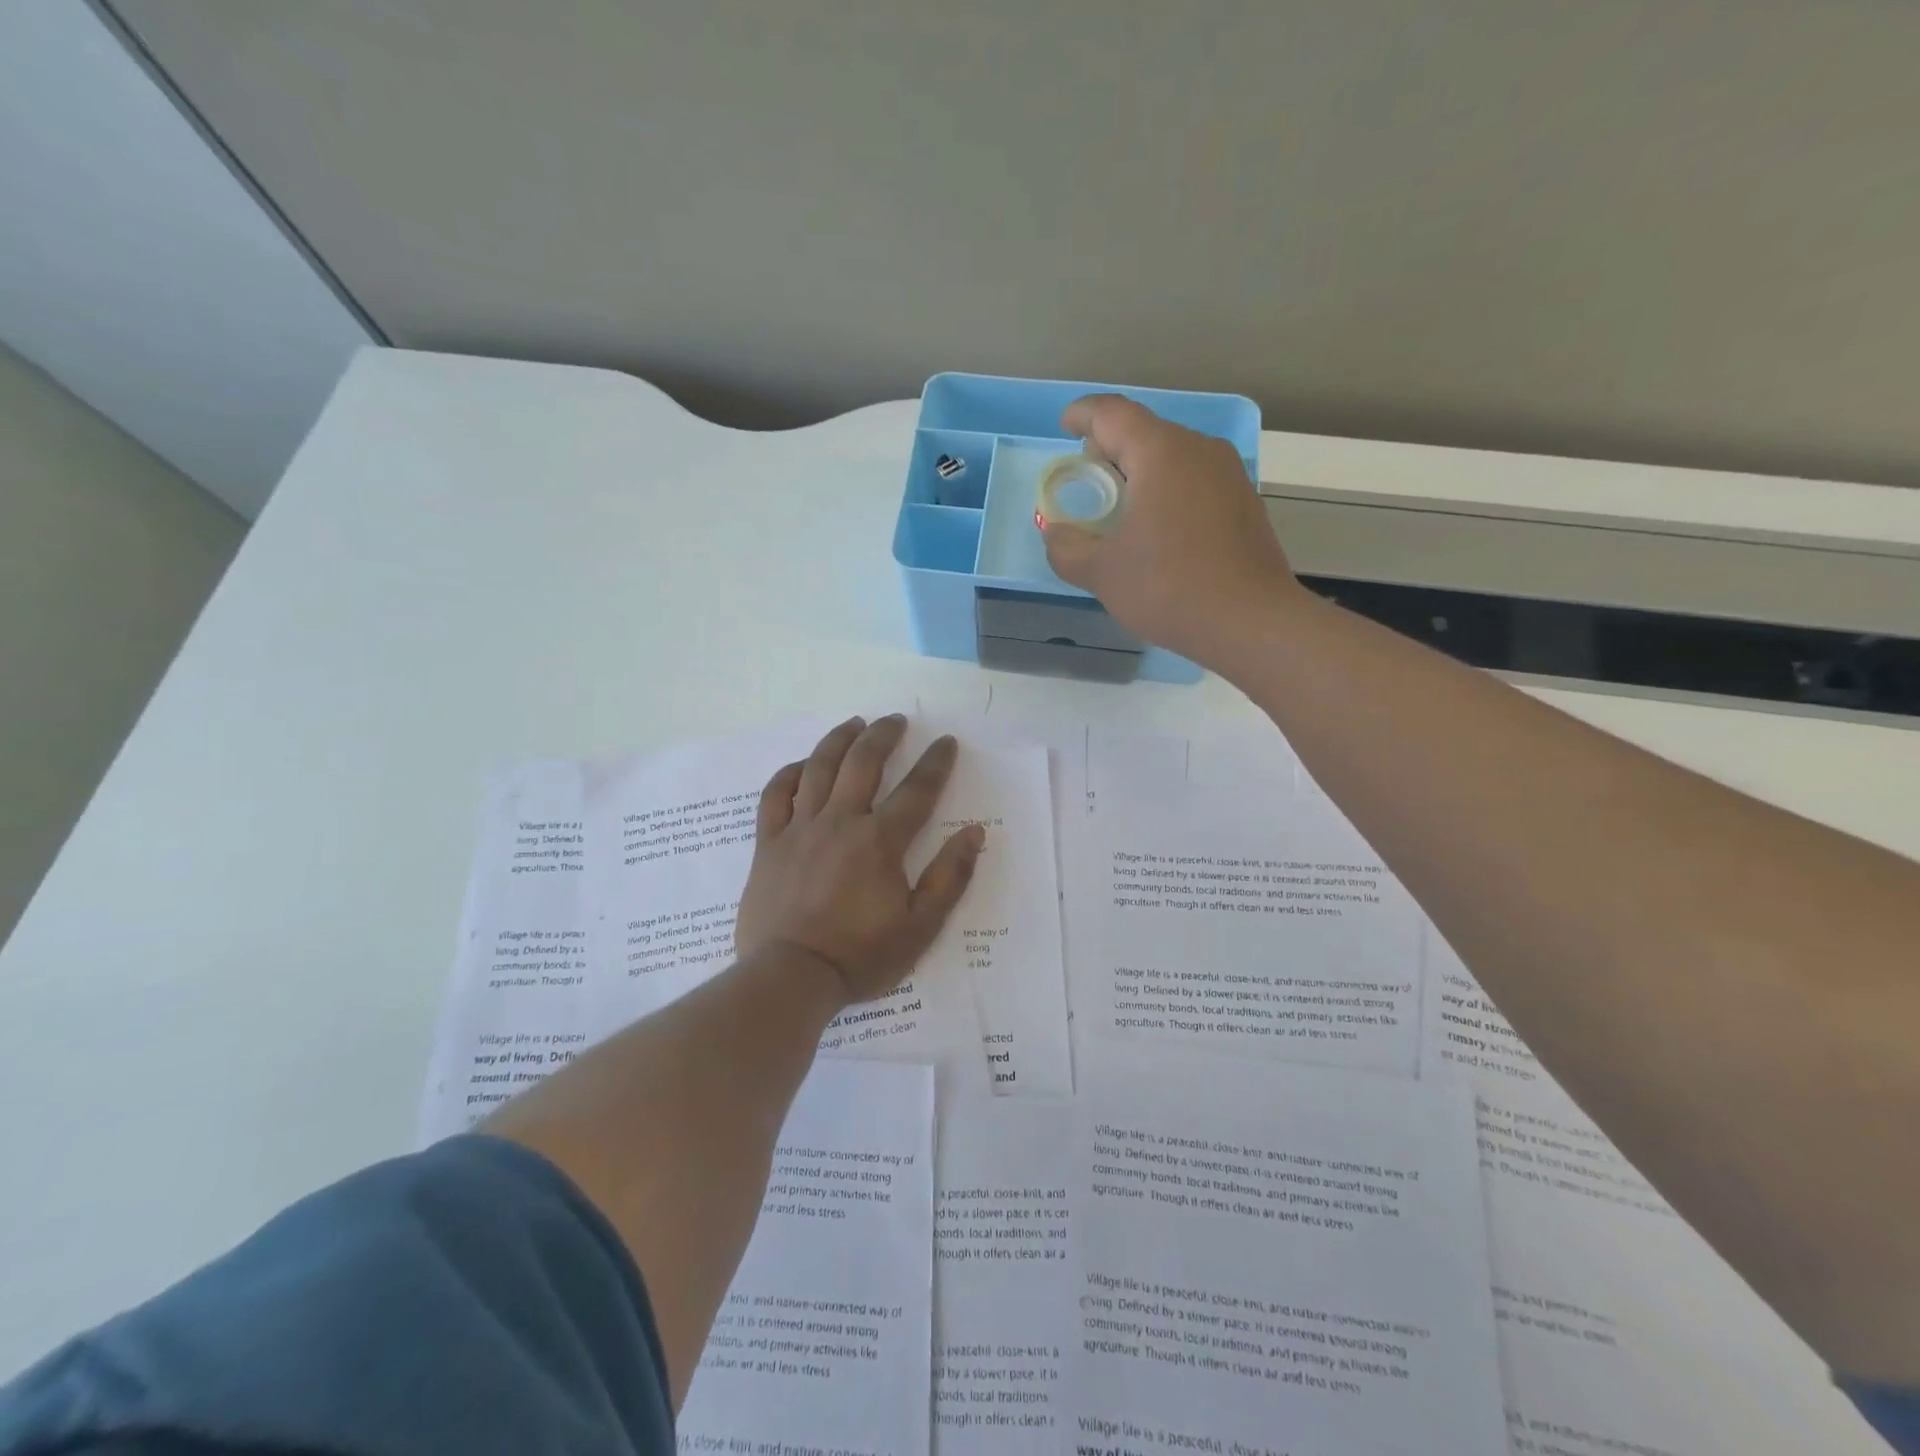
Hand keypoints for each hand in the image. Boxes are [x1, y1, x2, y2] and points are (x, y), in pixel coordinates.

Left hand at [735, 715, 985, 1005]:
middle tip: (896, 720)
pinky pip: (775, 795)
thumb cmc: (861, 955)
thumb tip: (974, 833)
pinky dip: (789, 774)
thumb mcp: (921, 926)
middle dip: (883, 735)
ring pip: (819, 768)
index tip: (946, 742)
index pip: (916, 790)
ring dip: (839, 739)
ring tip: (854, 723)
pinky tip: (801, 765)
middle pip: (863, 763)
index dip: (935, 762)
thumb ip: (949, 877)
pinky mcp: (769, 843)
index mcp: (880, 841)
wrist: (791, 977)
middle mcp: (841, 822)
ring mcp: (800, 829)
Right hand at [1043, 394, 1303, 665]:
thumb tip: (1056, 534)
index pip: (1112, 413)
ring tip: (1119, 510)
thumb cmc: (1169, 587)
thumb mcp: (1102, 573)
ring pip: (1172, 456)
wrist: (1251, 622)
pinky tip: (1157, 531)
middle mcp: (1199, 449)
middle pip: (1143, 432)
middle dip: (1109, 449)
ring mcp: (1228, 475)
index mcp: (1160, 453)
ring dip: (1139, 474)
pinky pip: (1194, 481)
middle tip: (1087, 482)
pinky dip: (1166, 492)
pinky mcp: (1244, 502)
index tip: (1064, 427)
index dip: (1082, 414)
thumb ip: (1067, 548)